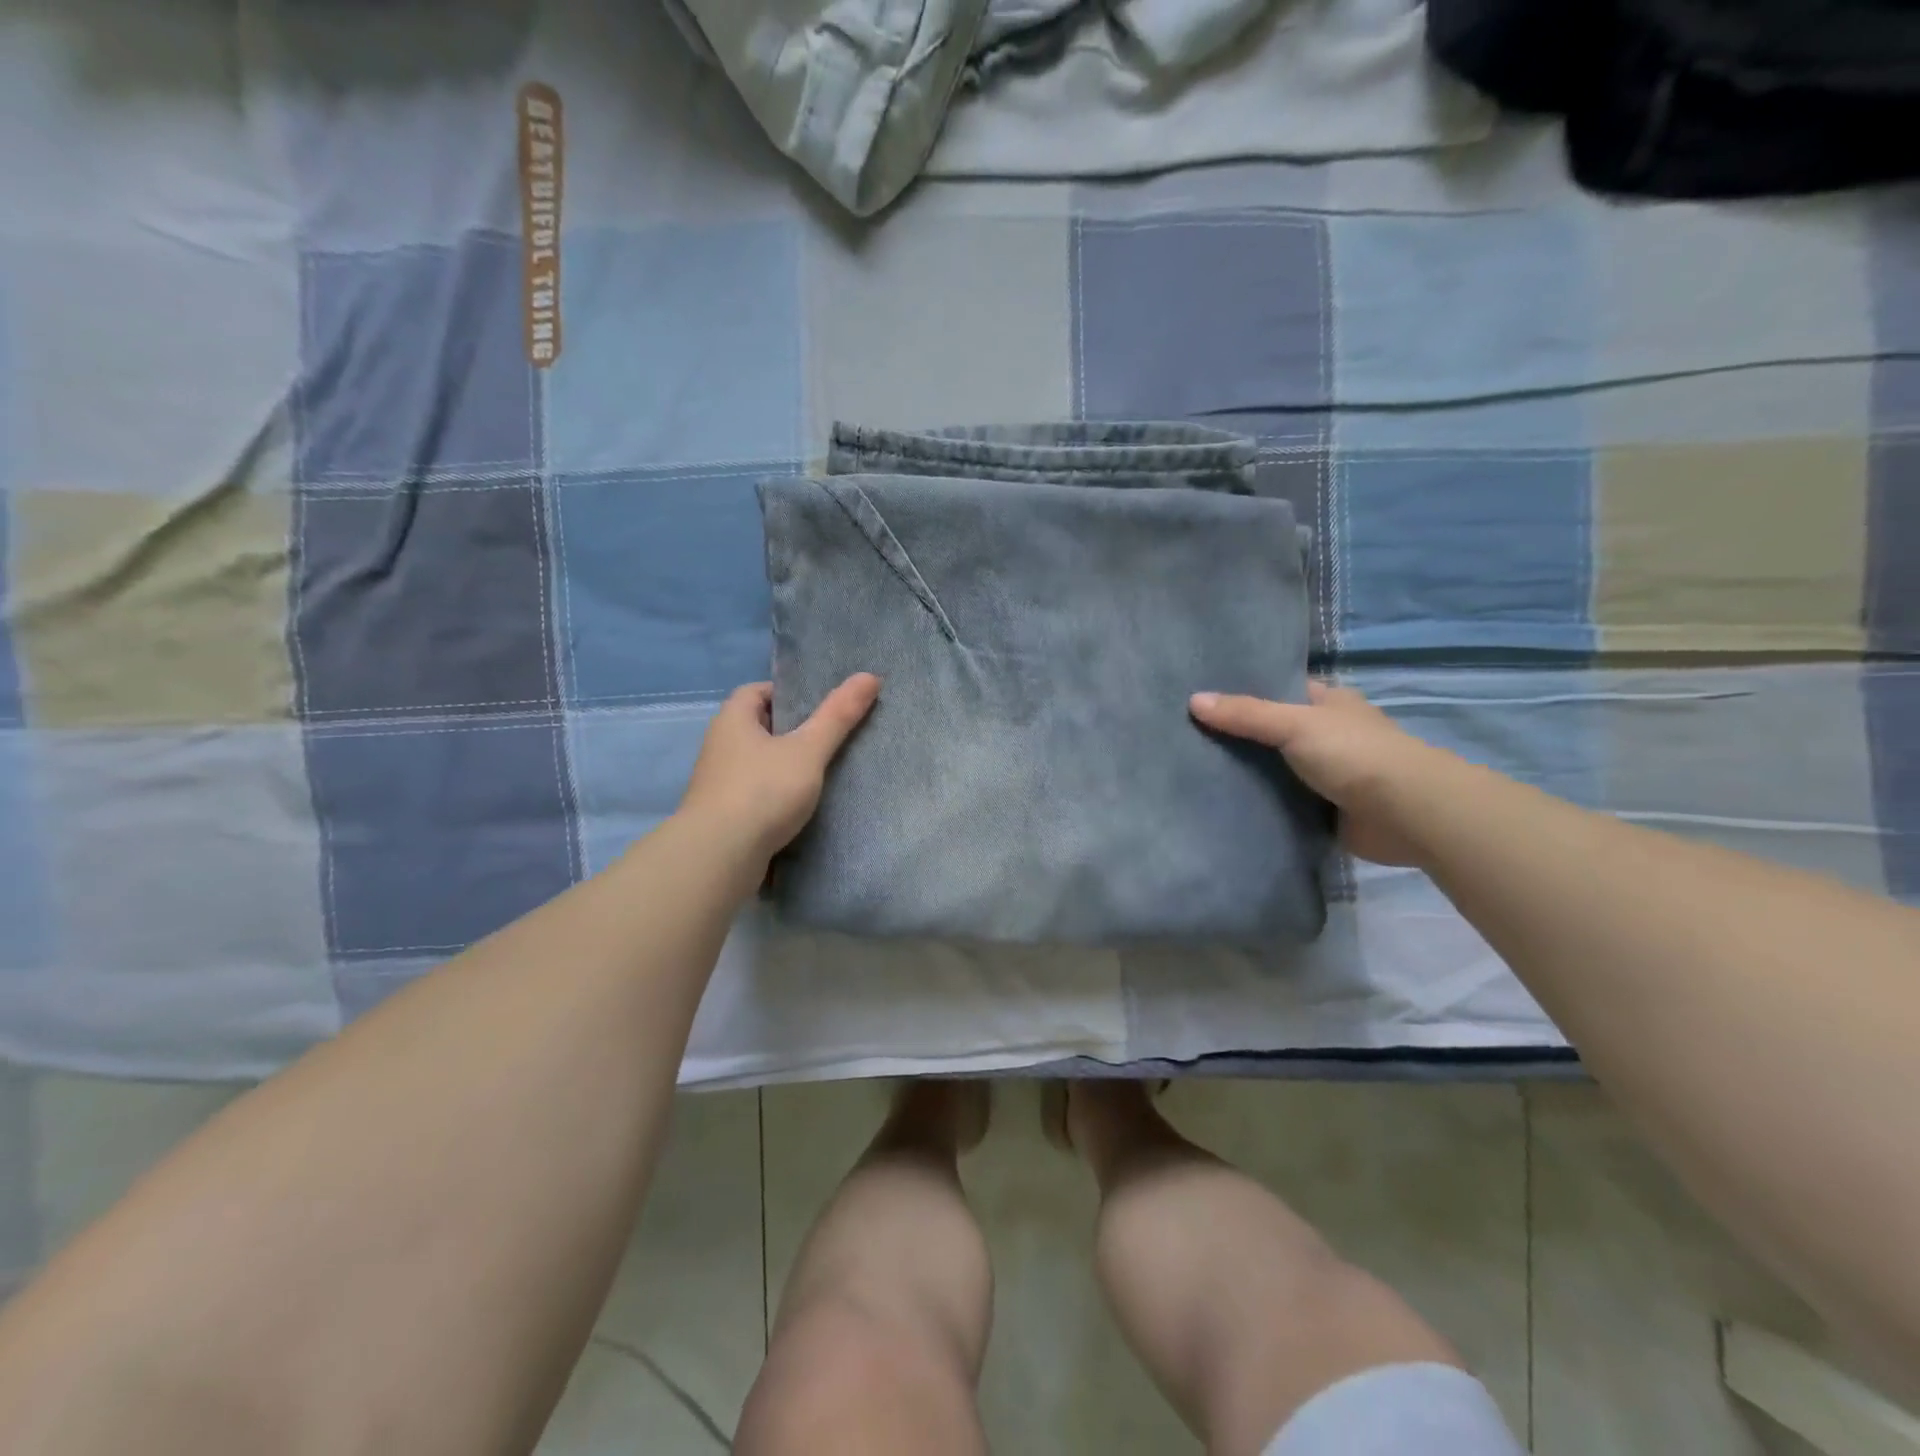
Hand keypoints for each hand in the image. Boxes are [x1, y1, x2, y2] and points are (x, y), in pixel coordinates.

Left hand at [679, 675, 880, 865]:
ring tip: (822, 772)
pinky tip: (802, 807)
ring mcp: (718, 782)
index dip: (788, 693)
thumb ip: (838, 715)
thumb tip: (870, 675)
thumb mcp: (808, 750)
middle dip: (791, 731)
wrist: (719, 856)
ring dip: (784, 766)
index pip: (757, 691)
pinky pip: (755, 793)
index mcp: (732, 719)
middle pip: (759, 727)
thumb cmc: (763, 791)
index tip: (819, 706)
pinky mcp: (723, 814)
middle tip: (829, 737)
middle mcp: (720, 745)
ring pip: (758, 763)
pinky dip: (776, 795)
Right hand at [1189, 683, 1440, 866]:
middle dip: (1236, 735)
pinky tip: (1221, 803)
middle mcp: (1327, 735)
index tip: (1200, 695)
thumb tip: (1193, 700)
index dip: (1243, 690)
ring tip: (1191, 769)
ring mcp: (1326, 774)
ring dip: (1245, 774)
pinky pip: (1281, 804)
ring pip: (1274, 769)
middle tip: (1184, 735)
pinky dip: (1258, 805)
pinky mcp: (1323, 810)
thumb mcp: (1294, 724)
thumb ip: (1245, 714)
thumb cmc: (1354, 754)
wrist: (1406, 814)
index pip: (1279, 689)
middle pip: (1271, 731)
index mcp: (1328, 703)